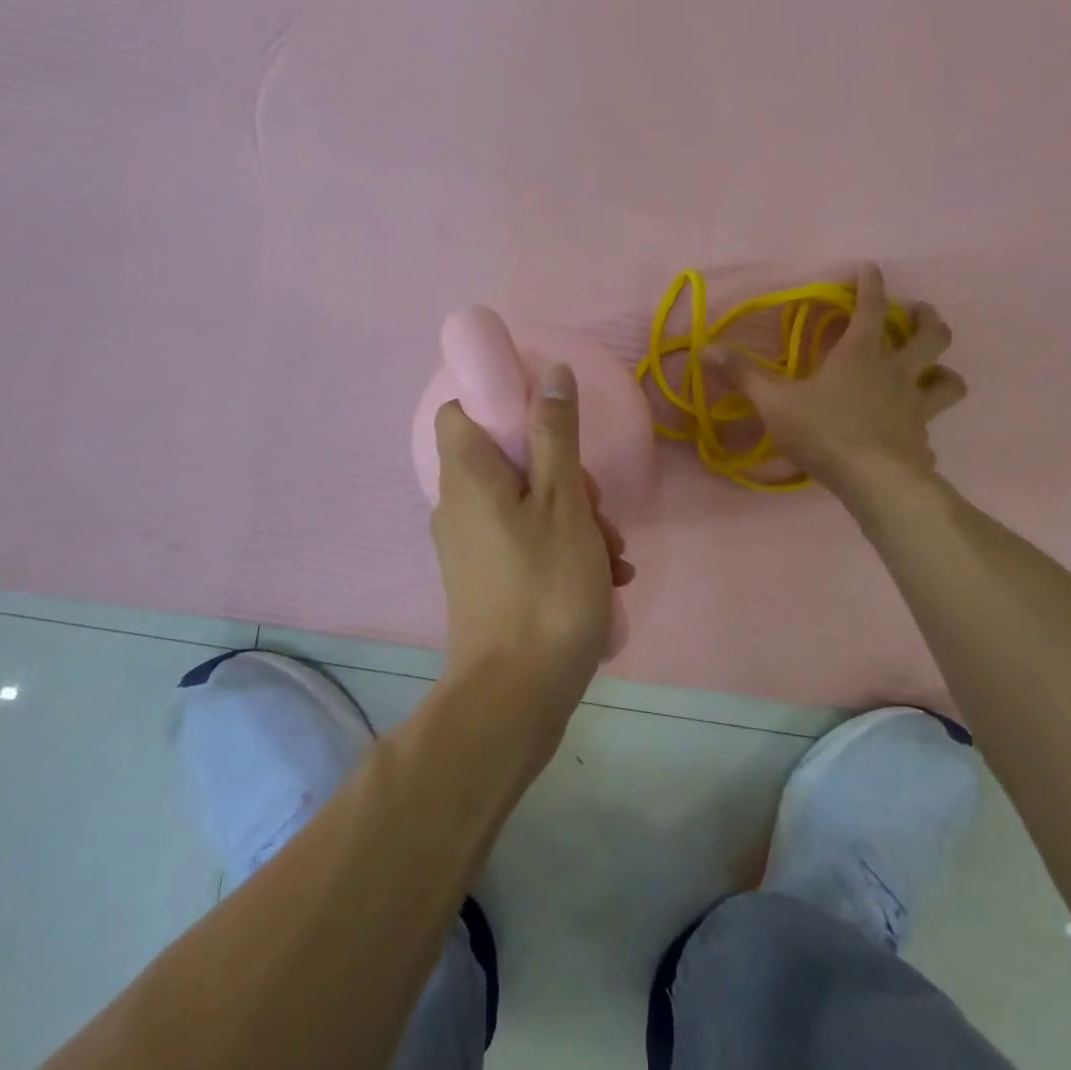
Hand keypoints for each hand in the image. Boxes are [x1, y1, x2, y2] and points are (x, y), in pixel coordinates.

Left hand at [429, 364, 632, 737]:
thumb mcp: (562, 499)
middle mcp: (457, 504)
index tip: (549, 423)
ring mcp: (470, 544)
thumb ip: (555, 433)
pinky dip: (561, 546)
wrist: (516, 695)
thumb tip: (549, 374)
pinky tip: (605, 576)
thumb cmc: (545, 586)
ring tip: (612, 554)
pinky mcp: (485, 577)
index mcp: (467, 475)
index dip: (502, 405)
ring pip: (525, 501)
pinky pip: (524, 539)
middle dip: (563, 473)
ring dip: (574, 516)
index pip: (462, 411)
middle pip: (507, 458)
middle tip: (597, 506)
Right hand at [721, 264, 966, 507]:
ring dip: (943, 370)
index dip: (871, 284)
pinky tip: (912, 432)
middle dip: (927, 319)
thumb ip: (743, 375)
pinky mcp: (923, 438)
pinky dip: (925, 424)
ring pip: (949, 379)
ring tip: (932, 370)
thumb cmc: (823, 431)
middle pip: (931, 335)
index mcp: (861, 354)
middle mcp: (897, 372)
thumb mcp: (774, 402)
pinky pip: (932, 425)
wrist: (873, 481)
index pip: (871, 307)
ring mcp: (916, 405)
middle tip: (918, 314)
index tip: (871, 267)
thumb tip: (706, 348)